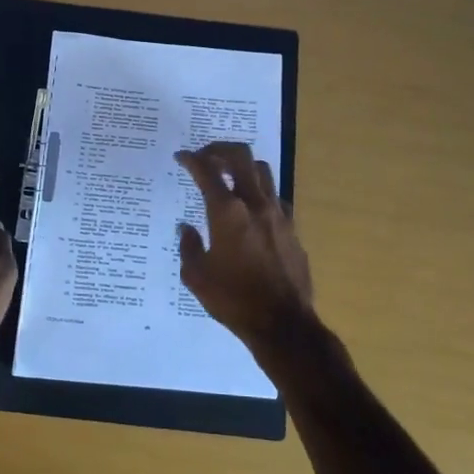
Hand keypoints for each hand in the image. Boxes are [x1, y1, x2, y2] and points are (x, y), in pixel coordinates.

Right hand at [174, 142, 317, 355]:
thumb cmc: (234, 300)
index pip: (207, 172)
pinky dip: (260, 193)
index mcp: (227, 213)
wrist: (283, 324)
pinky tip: (251, 209)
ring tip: (228, 176)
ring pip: (262, 172)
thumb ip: (189, 246)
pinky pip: (275, 198)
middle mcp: (255, 205)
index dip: (191, 160)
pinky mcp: (292, 229)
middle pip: (240, 157)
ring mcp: (278, 215)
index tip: (181, 157)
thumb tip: (186, 229)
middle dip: (219, 150)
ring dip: (243, 167)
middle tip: (205, 156)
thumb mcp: (196, 276)